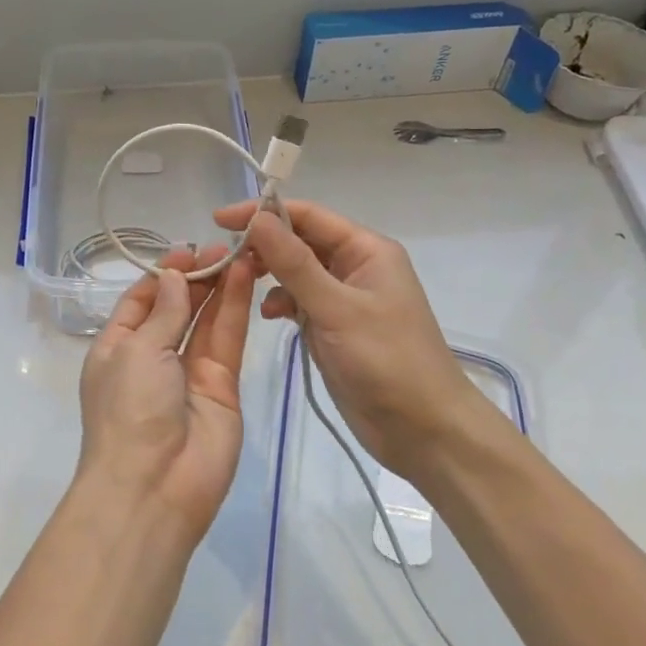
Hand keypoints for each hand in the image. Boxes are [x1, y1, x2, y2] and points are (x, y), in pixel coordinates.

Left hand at [75, 245, 256, 542]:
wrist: (153, 488)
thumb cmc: (129, 410)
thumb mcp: (136, 351)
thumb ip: (163, 312)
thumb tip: (174, 276)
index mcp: (118, 347)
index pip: (142, 300)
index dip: (165, 274)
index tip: (189, 250)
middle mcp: (153, 357)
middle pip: (177, 307)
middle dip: (196, 277)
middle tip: (223, 246)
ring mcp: (189, 372)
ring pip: (206, 319)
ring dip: (220, 286)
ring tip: (240, 252)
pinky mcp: (222, 386)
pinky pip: (226, 340)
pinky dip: (235, 308)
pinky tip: (245, 277)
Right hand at [214, 199, 511, 480]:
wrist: (425, 432)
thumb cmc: (387, 361)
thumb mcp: (337, 309)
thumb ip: (294, 263)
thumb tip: (256, 217)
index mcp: (366, 249)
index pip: (307, 215)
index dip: (263, 212)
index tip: (220, 221)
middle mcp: (355, 265)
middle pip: (300, 240)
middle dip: (264, 245)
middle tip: (225, 258)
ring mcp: (345, 297)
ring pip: (297, 271)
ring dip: (270, 274)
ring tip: (241, 284)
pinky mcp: (335, 326)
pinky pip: (300, 300)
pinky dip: (281, 302)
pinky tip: (269, 315)